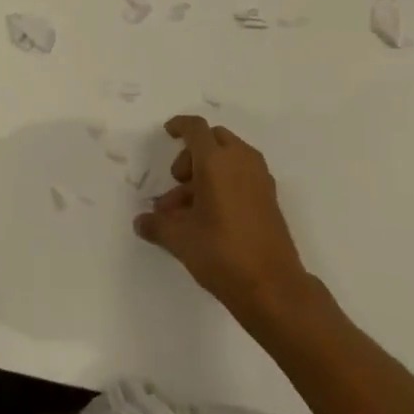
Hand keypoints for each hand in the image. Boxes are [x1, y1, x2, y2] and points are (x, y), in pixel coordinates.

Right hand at [135, 115, 310, 317]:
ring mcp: (259, 178)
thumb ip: (157, 225)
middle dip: (192, 155)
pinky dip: (225, 181)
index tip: (168, 133)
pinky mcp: (269, 197)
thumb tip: (140, 222)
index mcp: (216, 161)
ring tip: (187, 209)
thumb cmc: (222, 254)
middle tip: (177, 182)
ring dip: (207, 171)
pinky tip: (210, 215)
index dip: (180, 126)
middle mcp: (241, 161)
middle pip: (214, 139)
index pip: (196, 128)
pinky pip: (242, 174)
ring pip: (229, 158)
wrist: (273, 287)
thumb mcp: (181, 240)